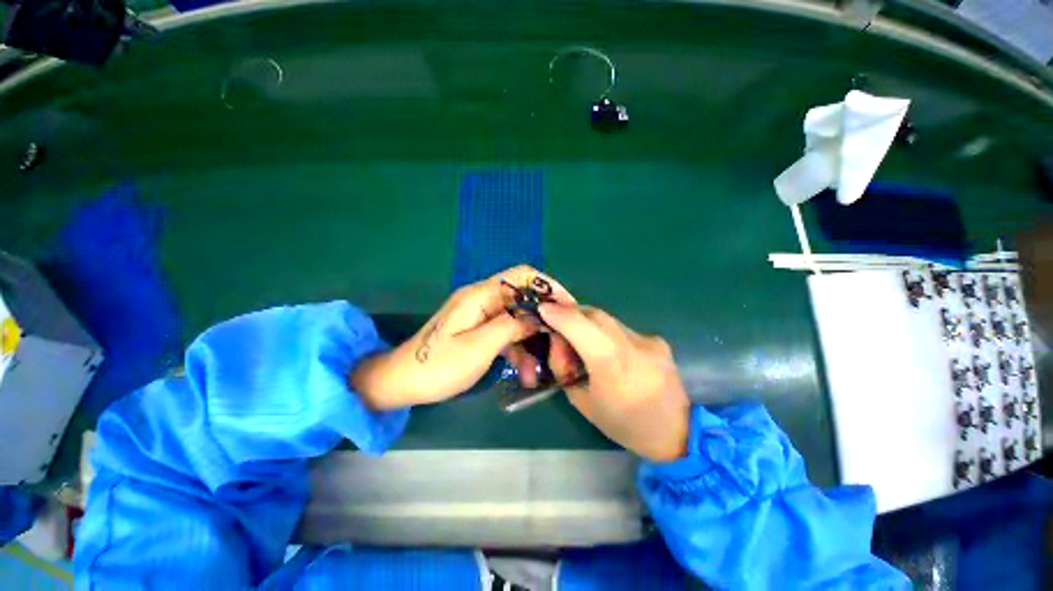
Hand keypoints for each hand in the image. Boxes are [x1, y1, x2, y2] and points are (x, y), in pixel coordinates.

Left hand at [350, 266, 572, 409]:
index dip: (547, 286)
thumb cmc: (439, 366)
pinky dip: (517, 345)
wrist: (402, 382)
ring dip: (530, 337)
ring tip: (541, 365)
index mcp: (480, 295)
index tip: (567, 306)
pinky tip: (524, 367)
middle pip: (522, 296)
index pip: (522, 276)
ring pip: (516, 317)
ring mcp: (480, 314)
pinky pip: (505, 330)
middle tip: (560, 339)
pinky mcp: (478, 329)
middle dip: (543, 316)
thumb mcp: (480, 347)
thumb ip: (512, 326)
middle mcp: (482, 299)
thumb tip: (539, 316)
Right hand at [538, 304, 690, 462]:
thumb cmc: (622, 424)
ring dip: (588, 323)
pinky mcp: (657, 340)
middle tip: (558, 324)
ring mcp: (648, 340)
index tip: (543, 308)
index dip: (559, 314)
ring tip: (582, 340)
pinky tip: (609, 351)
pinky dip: (606, 333)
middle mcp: (633, 346)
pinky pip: (622, 328)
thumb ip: (564, 366)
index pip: (581, 326)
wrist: (675, 432)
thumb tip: (557, 338)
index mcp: (612, 366)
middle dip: (572, 314)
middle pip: (594, 315)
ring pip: (608, 319)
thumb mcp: (581, 401)